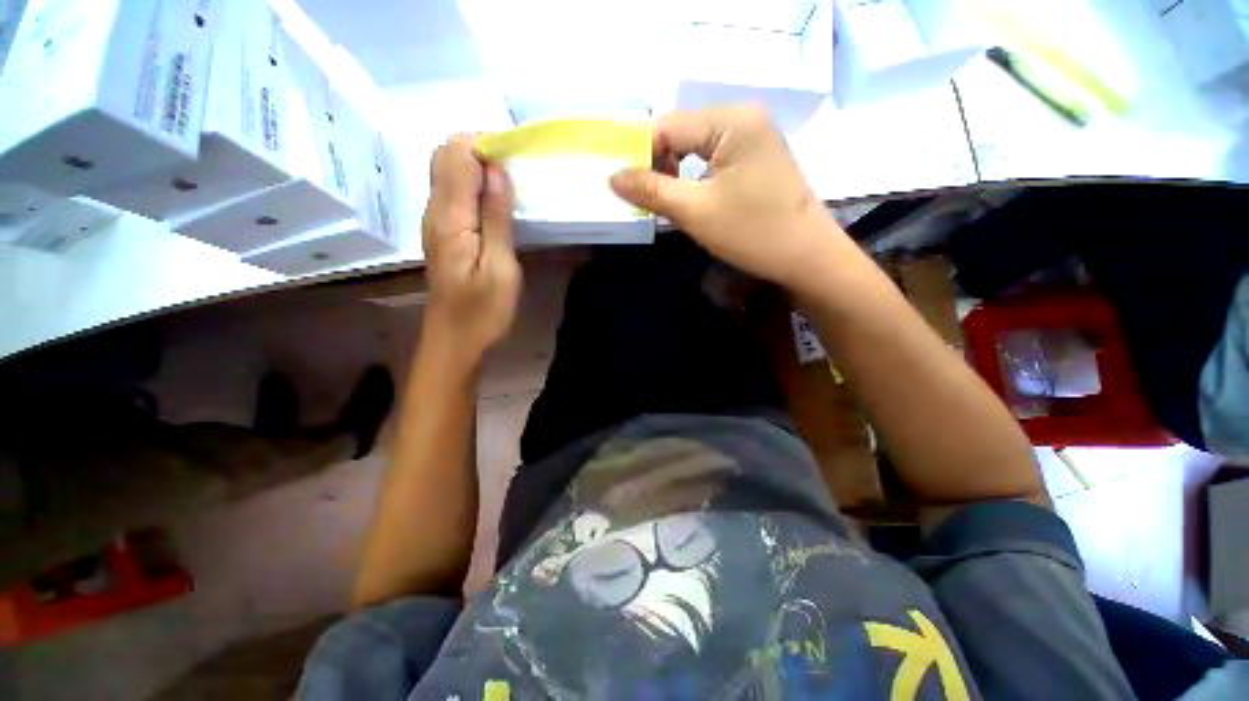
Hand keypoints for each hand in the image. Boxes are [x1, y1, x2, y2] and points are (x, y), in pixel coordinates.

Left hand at [421, 135, 520, 361]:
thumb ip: (496, 218)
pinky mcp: (443, 232)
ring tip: (511, 186)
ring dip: (479, 168)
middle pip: (446, 156)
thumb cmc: (483, 310)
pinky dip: (475, 186)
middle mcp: (435, 211)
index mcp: (449, 217)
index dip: (485, 146)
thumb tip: (496, 170)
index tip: (516, 160)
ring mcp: (435, 221)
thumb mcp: (500, 267)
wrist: (455, 340)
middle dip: (481, 152)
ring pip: (448, 172)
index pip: (456, 154)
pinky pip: (453, 193)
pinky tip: (497, 204)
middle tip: (516, 173)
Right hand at [609, 106, 849, 291]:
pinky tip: (689, 197)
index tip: (625, 188)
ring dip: (674, 172)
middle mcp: (743, 117)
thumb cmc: (752, 232)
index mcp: (731, 121)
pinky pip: (713, 158)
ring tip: (664, 201)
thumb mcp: (695, 212)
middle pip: (681, 132)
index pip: (667, 126)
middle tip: (643, 199)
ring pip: (695, 146)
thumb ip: (651, 190)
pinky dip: (694, 176)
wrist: (806, 257)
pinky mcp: (756, 157)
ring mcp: (753, 136)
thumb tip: (612, 177)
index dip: (640, 154)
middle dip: (657, 164)